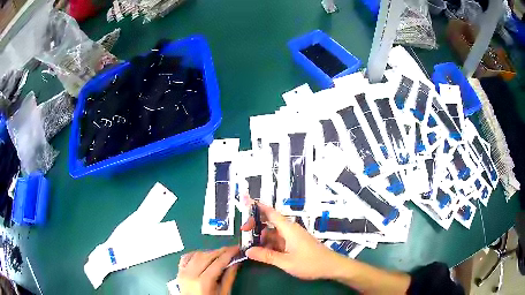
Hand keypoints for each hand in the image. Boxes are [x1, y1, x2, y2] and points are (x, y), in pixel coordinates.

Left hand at [176, 246, 239, 294]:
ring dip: (209, 252)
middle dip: (220, 251)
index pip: (217, 262)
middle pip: (207, 256)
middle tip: (231, 249)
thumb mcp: (223, 293)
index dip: (228, 254)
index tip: (237, 249)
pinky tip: (203, 256)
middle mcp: (191, 275)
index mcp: (203, 282)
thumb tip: (236, 262)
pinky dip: (195, 254)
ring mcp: (183, 273)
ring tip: (220, 254)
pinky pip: (186, 257)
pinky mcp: (179, 272)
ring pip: (196, 255)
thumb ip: (229, 278)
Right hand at [241, 203, 342, 279]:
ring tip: (249, 245)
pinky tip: (262, 253)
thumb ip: (266, 256)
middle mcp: (290, 230)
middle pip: (269, 222)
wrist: (331, 266)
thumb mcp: (286, 262)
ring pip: (273, 233)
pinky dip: (269, 244)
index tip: (244, 202)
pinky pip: (278, 241)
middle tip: (243, 233)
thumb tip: (248, 251)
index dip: (257, 206)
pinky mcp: (295, 244)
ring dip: (261, 238)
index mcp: (288, 229)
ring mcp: (292, 237)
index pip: (270, 212)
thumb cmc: (310, 263)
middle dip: (255, 225)